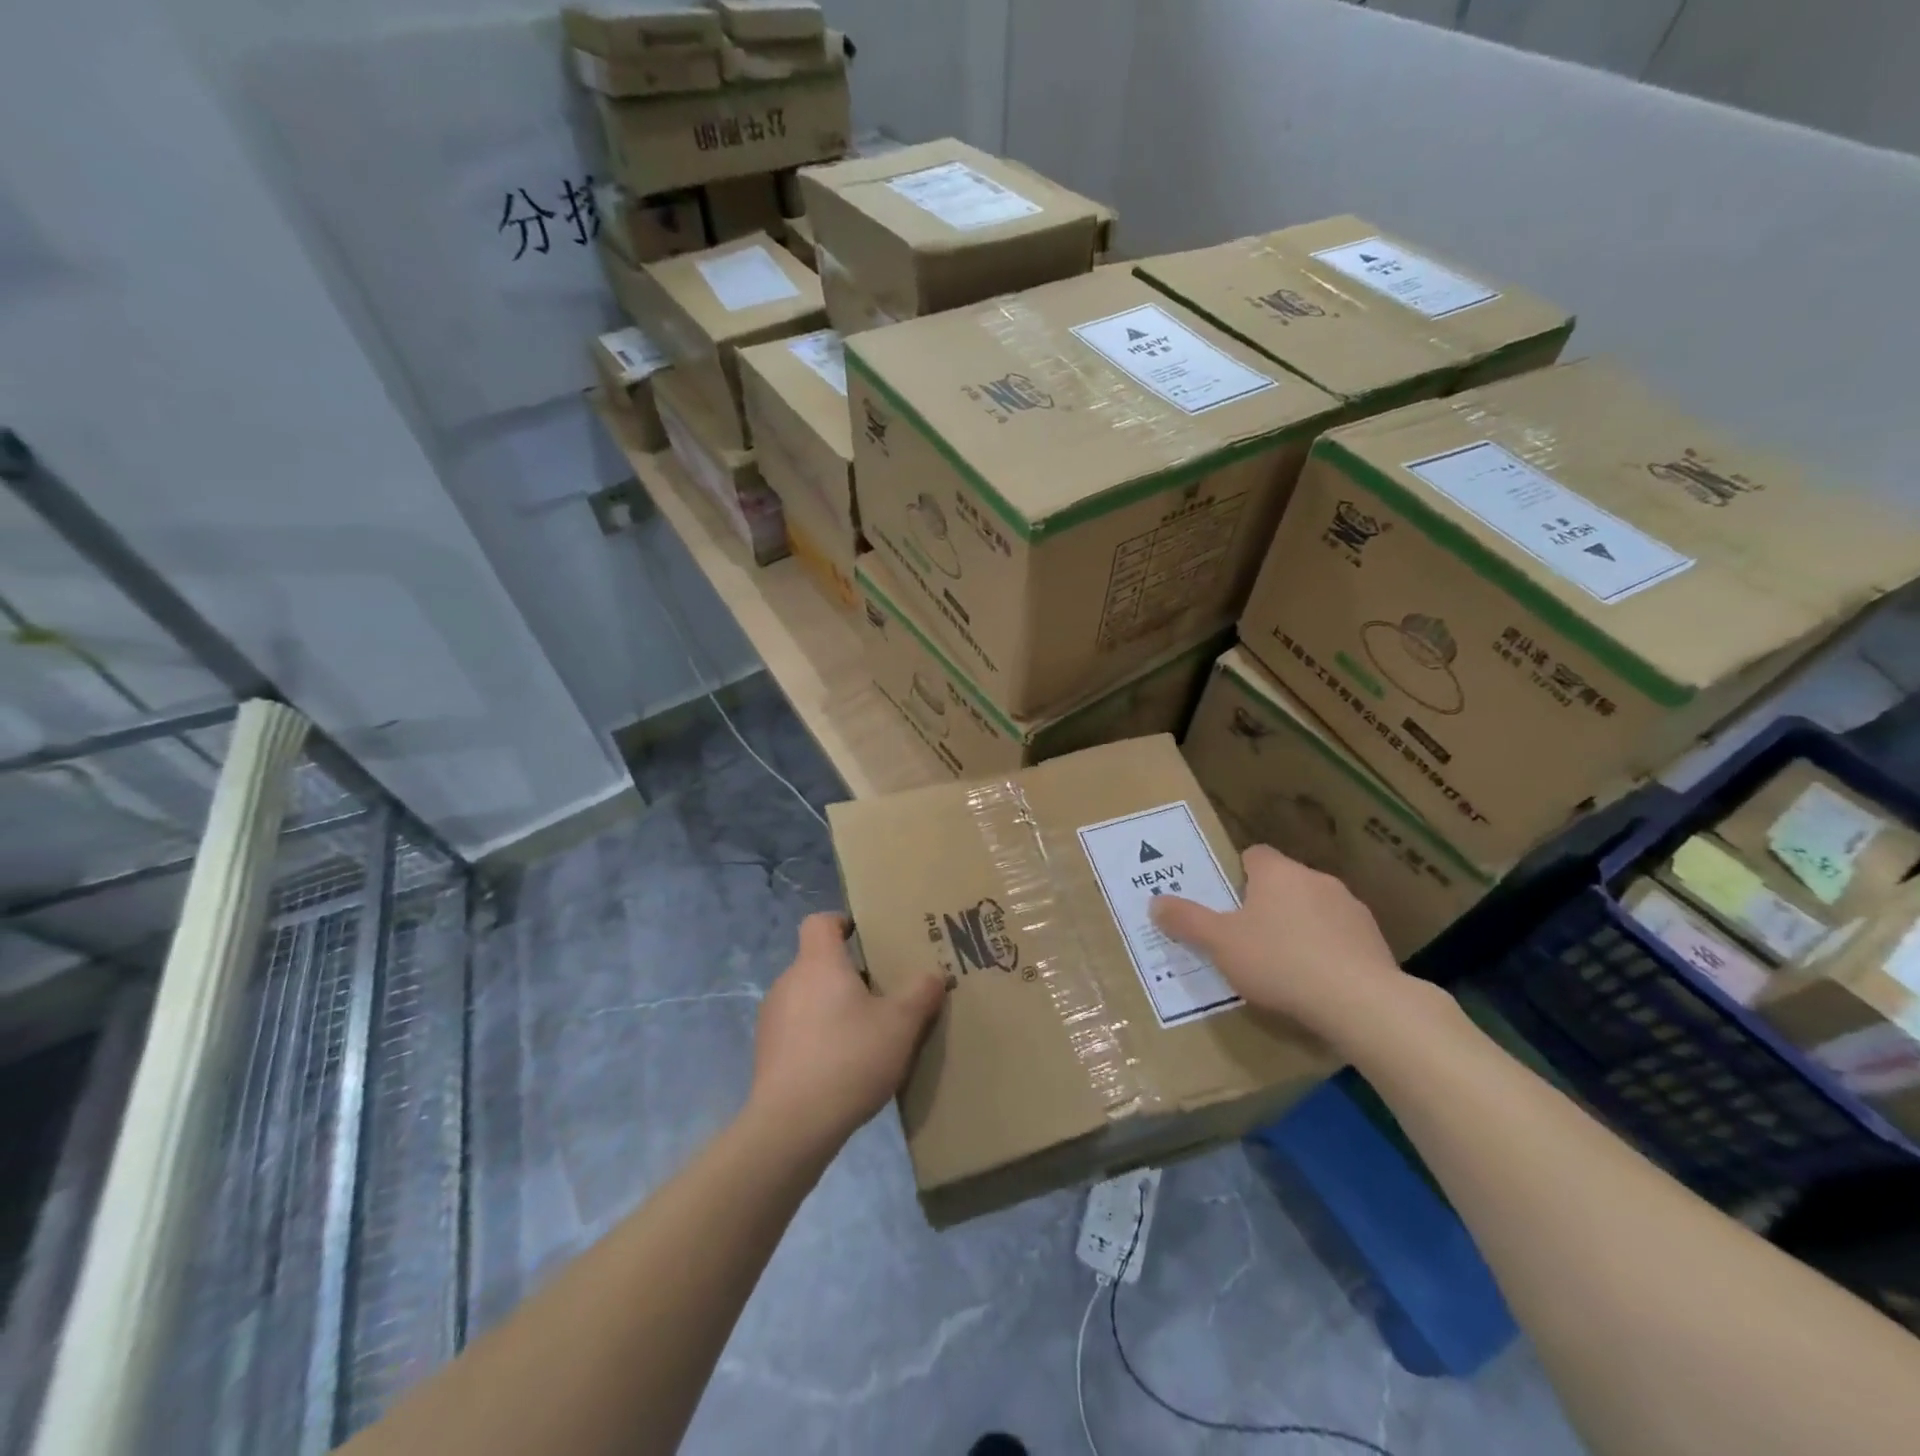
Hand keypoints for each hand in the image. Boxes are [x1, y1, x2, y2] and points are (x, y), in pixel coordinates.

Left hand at [749, 912, 946, 1150]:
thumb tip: (933, 975)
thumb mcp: (901, 1024)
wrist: (791, 1126)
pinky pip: (798, 1030)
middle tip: (882, 995)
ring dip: (833, 1008)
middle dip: (849, 975)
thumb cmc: (849, 1058)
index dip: (842, 923)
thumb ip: (921, 993)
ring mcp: (773, 1018)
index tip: (867, 939)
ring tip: (865, 1036)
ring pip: (809, 998)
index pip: (820, 922)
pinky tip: (842, 1067)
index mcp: (819, 963)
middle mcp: (789, 981)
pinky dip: (818, 1037)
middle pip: (818, 962)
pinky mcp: (766, 1053)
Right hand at [1149, 844, 1409, 1047]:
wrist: (1360, 1002)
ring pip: (1315, 909)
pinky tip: (1316, 982)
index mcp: (1277, 872)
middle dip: (1267, 904)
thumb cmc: (1279, 961)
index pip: (1254, 855)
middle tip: (1246, 936)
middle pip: (1284, 882)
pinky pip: (1340, 938)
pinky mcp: (1375, 941)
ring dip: (1300, 927)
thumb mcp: (1219, 944)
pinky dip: (1327, 951)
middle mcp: (1316, 879)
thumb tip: (1156, 902)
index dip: (1237, 874)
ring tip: (1283, 965)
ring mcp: (1351, 909)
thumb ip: (1187, 921)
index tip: (1227, 901)